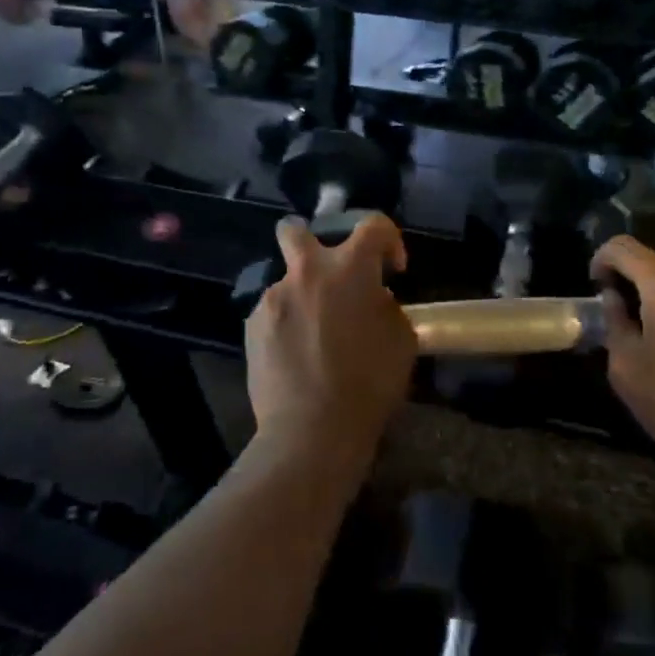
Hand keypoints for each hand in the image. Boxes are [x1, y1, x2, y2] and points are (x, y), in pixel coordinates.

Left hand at [245, 215, 415, 468]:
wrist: (312, 430)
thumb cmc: (368, 384)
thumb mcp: (402, 341)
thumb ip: (387, 307)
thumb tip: (373, 300)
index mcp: (348, 269)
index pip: (373, 225)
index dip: (389, 239)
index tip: (393, 268)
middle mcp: (306, 272)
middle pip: (295, 230)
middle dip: (308, 238)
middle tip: (327, 271)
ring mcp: (273, 297)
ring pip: (286, 281)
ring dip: (302, 297)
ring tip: (314, 335)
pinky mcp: (252, 325)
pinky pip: (273, 313)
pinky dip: (286, 325)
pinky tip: (295, 356)